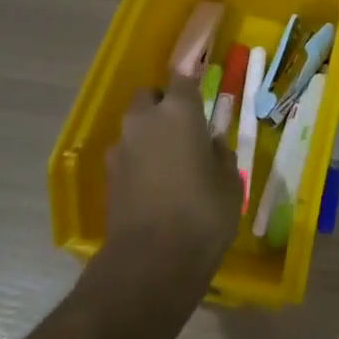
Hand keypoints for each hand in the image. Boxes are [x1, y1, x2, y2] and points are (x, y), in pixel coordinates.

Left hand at [100, 74, 239, 305]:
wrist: (151, 262)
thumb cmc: (203, 214)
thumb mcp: (230, 183)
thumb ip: (220, 154)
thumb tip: (210, 144)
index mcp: (180, 112)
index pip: (183, 76)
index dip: (191, 79)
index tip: (200, 85)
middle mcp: (145, 119)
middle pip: (151, 97)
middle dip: (164, 105)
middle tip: (186, 129)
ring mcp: (122, 147)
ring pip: (136, 125)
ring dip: (150, 133)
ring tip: (171, 161)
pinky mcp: (109, 175)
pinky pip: (128, 153)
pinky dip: (139, 159)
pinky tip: (155, 184)